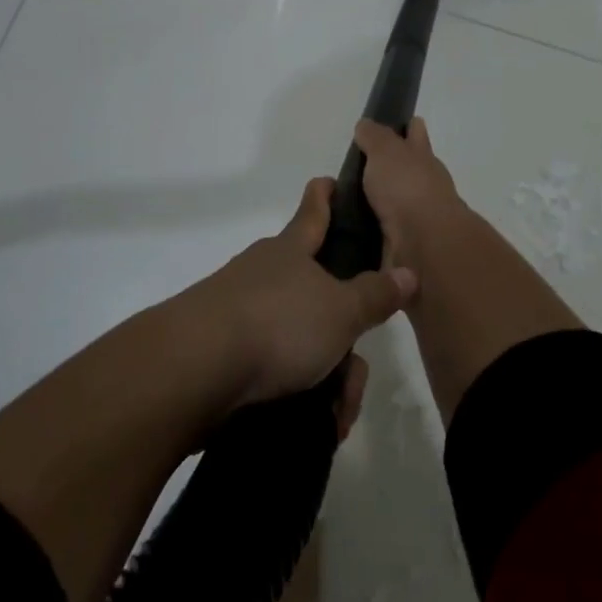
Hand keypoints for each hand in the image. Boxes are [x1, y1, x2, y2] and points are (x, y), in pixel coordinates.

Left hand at [177, 178, 416, 432]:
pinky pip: (274, 368)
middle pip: (315, 292)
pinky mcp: (223, 353)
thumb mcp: (340, 310)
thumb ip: (375, 294)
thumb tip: (408, 272)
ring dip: (325, 374)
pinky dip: (298, 392)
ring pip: (299, 337)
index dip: (324, 196)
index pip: (313, 213)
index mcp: (290, 251)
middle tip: (356, 366)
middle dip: (342, 329)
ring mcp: (239, 312)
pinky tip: (312, 421)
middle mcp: (264, 274)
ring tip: (337, 412)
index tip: (327, 180)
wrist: (193, 371)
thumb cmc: (277, 323)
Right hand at [353, 118, 465, 268]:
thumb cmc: (407, 188)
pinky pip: (386, 232)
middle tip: (361, 170)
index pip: (416, 136)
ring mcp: (418, 217)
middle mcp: (424, 186)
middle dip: (394, 169)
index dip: (411, 128)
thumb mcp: (386, 151)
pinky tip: (353, 232)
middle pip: (409, 172)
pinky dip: (374, 230)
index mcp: (422, 158)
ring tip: (348, 204)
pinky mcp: (406, 245)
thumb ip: (375, 137)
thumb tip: (366, 124)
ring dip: (381, 203)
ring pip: (397, 204)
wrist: (425, 243)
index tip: (405, 123)